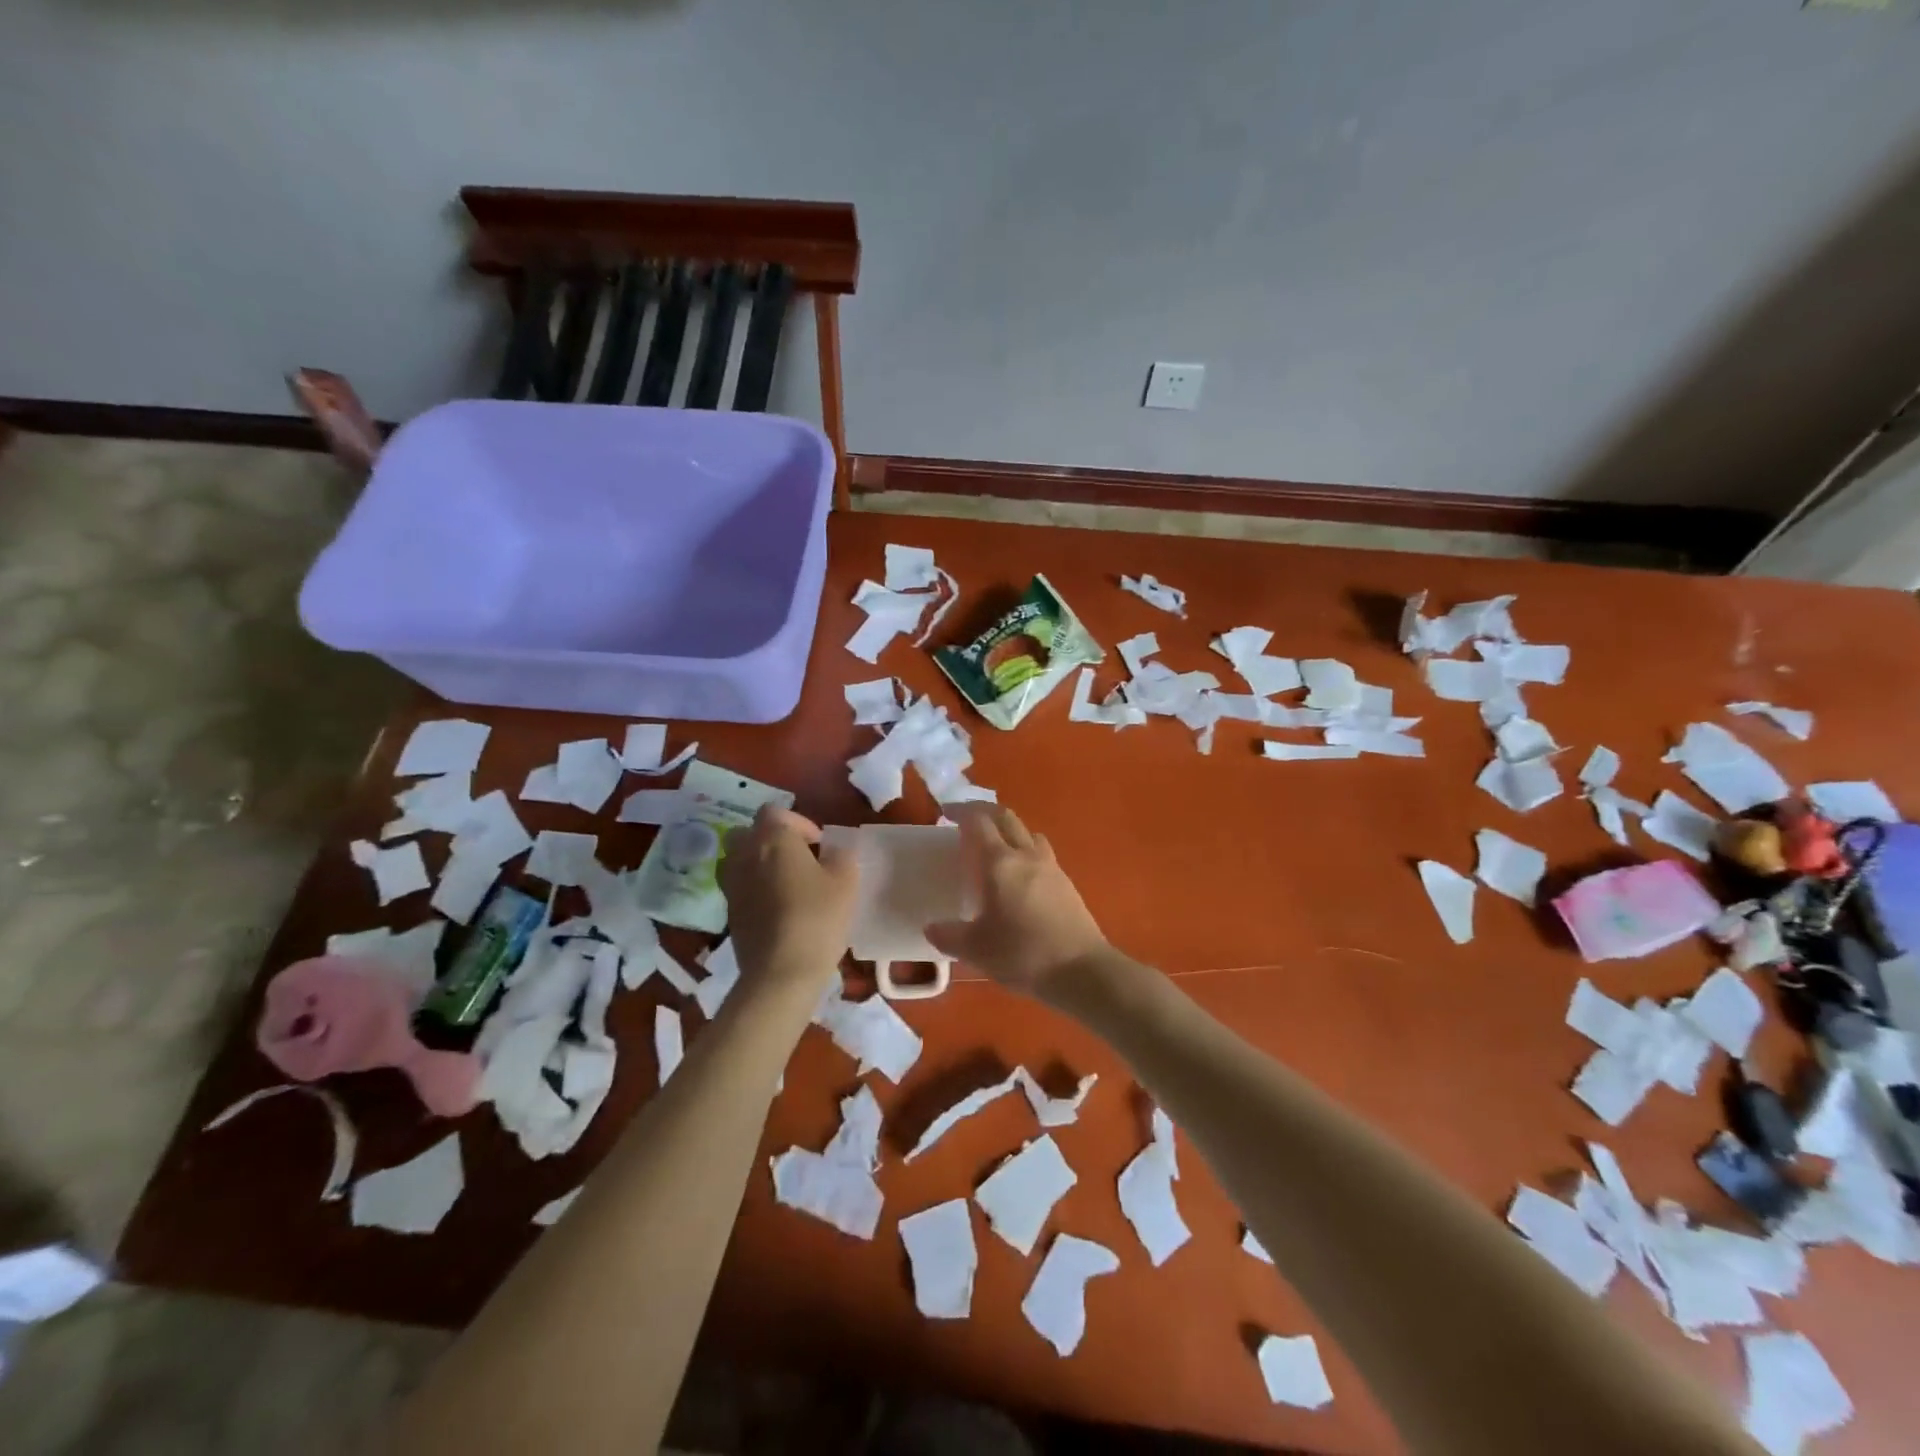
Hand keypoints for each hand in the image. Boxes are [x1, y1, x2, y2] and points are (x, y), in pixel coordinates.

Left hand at [719, 806, 857, 994]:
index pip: (776, 811)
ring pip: (740, 859)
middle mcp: (744, 854)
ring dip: (759, 864)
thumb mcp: (846, 882)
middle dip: (772, 840)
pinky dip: (755, 889)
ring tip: (787, 883)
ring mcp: (731, 884)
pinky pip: (740, 887)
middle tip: (799, 858)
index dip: (799, 823)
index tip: (820, 845)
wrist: (780, 972)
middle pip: (750, 832)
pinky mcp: (728, 912)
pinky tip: (778, 908)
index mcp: (772, 838)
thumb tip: (835, 851)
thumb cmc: (817, 917)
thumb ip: (842, 857)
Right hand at [924, 805, 1108, 1000]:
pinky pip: (1041, 852)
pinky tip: (1020, 875)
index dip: (961, 811)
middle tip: (967, 820)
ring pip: (1028, 832)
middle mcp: (1026, 855)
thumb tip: (931, 928)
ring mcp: (1050, 867)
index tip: (946, 814)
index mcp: (1000, 863)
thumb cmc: (1023, 954)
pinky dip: (1025, 849)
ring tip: (995, 846)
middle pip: (1006, 817)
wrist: (1081, 970)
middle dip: (984, 811)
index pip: (979, 821)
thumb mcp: (976, 950)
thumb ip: (949, 936)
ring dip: (1008, 829)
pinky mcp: (1066, 882)